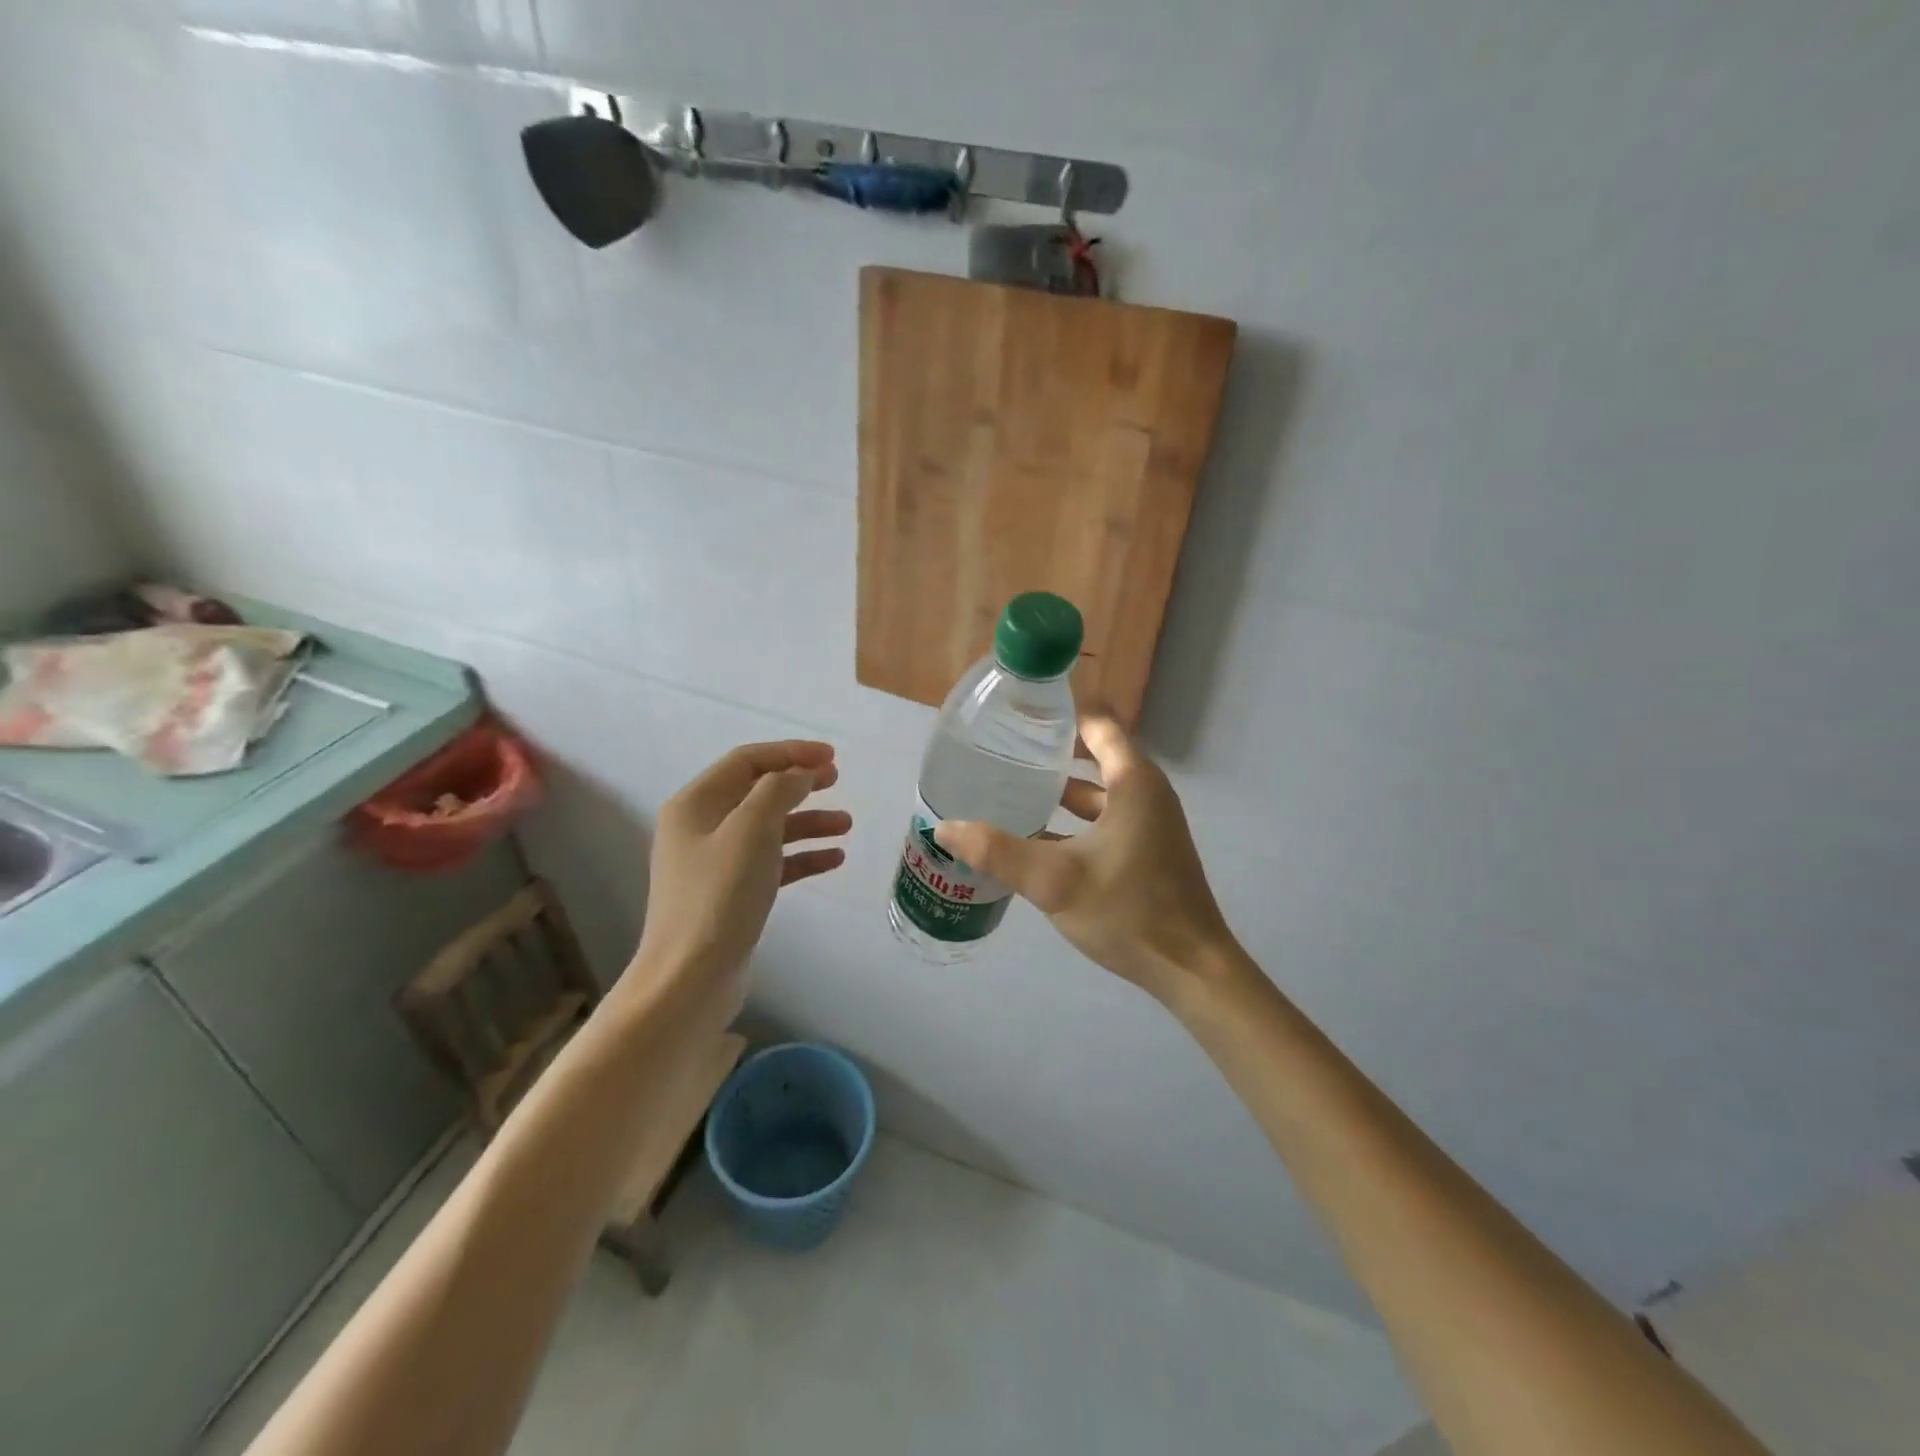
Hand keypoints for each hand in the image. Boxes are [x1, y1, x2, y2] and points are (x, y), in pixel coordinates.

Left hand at [628, 740, 848, 997]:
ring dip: (807, 821)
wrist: (691, 978)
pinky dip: (801, 856)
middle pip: (757, 791)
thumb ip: (778, 791)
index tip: (832, 757)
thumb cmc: (720, 896)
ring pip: (768, 828)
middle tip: (838, 781)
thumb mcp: (752, 830)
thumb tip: (799, 773)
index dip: (790, 753)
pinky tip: (833, 859)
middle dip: (800, 783)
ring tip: (846, 824)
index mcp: (695, 803)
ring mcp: (714, 862)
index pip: (747, 761)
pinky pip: (771, 862)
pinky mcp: (730, 894)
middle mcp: (700, 827)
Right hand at [934, 715, 1234, 998]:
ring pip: (1097, 794)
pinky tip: (1035, 838)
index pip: (1098, 723)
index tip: (1019, 712)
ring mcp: (1149, 824)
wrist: (1190, 970)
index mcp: (1133, 782)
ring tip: (1009, 789)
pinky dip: (1072, 822)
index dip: (1061, 713)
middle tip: (1002, 750)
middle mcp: (1145, 793)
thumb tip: (944, 827)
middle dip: (1050, 752)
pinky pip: (1104, 821)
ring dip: (1058, 791)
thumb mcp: (1054, 880)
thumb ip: (998, 852)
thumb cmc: (1128, 911)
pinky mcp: (1146, 852)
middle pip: (1095, 755)